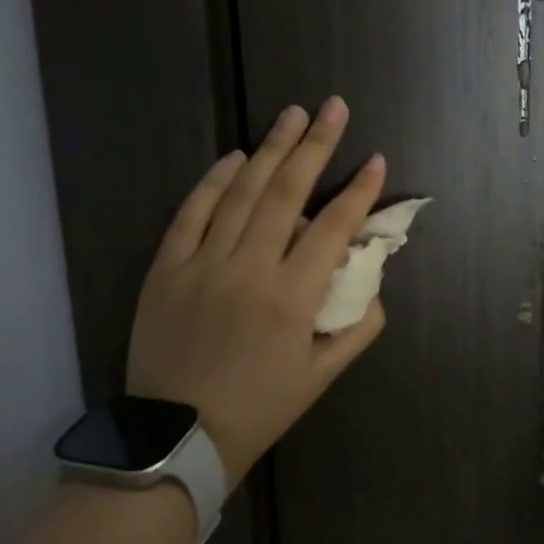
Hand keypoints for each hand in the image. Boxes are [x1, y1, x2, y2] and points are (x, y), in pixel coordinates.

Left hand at [125, 98, 386, 486]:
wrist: (177, 435)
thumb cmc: (260, 407)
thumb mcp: (322, 376)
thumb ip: (358, 327)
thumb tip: (373, 282)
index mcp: (293, 297)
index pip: (333, 227)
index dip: (359, 191)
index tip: (376, 160)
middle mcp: (249, 269)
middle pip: (287, 192)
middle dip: (315, 144)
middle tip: (333, 107)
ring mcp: (203, 264)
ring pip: (241, 192)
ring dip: (269, 149)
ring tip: (292, 115)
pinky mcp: (167, 268)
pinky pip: (192, 213)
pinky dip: (214, 181)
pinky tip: (235, 157)